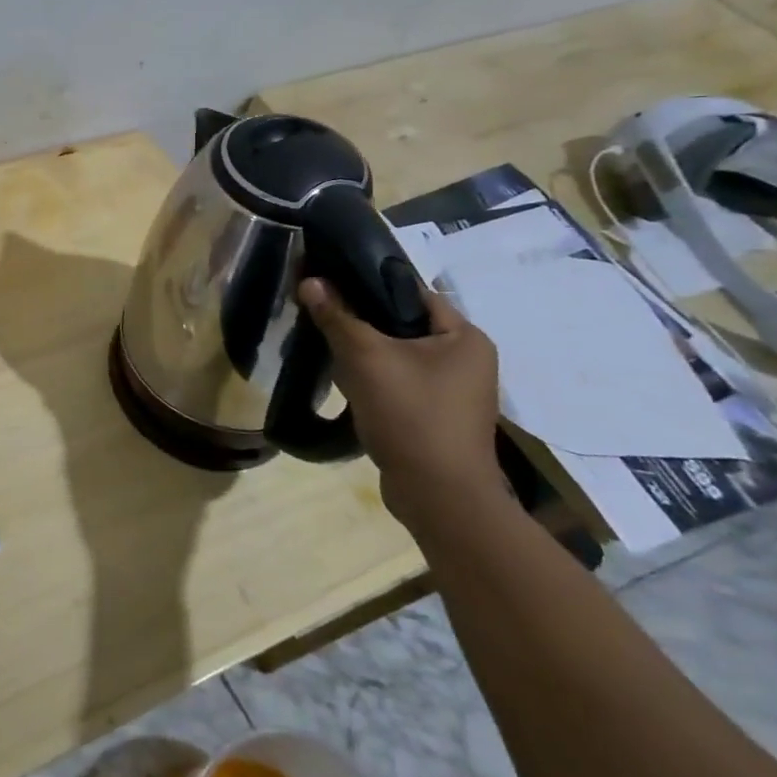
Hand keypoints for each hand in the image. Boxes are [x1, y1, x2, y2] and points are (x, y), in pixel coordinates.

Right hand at [298, 277, 506, 528]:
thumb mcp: (366, 358)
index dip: (370, 282)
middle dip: (362, 322)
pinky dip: (374, 379)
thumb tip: (309, 280)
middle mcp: (467, 360)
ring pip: (398, 355)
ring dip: (365, 353)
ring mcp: (454, 392)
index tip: (330, 279)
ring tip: (328, 348)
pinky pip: (399, 382)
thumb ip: (337, 316)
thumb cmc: (411, 415)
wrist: (438, 497)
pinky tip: (347, 383)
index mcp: (465, 337)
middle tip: (323, 316)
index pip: (412, 292)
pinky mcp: (436, 416)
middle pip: (403, 324)